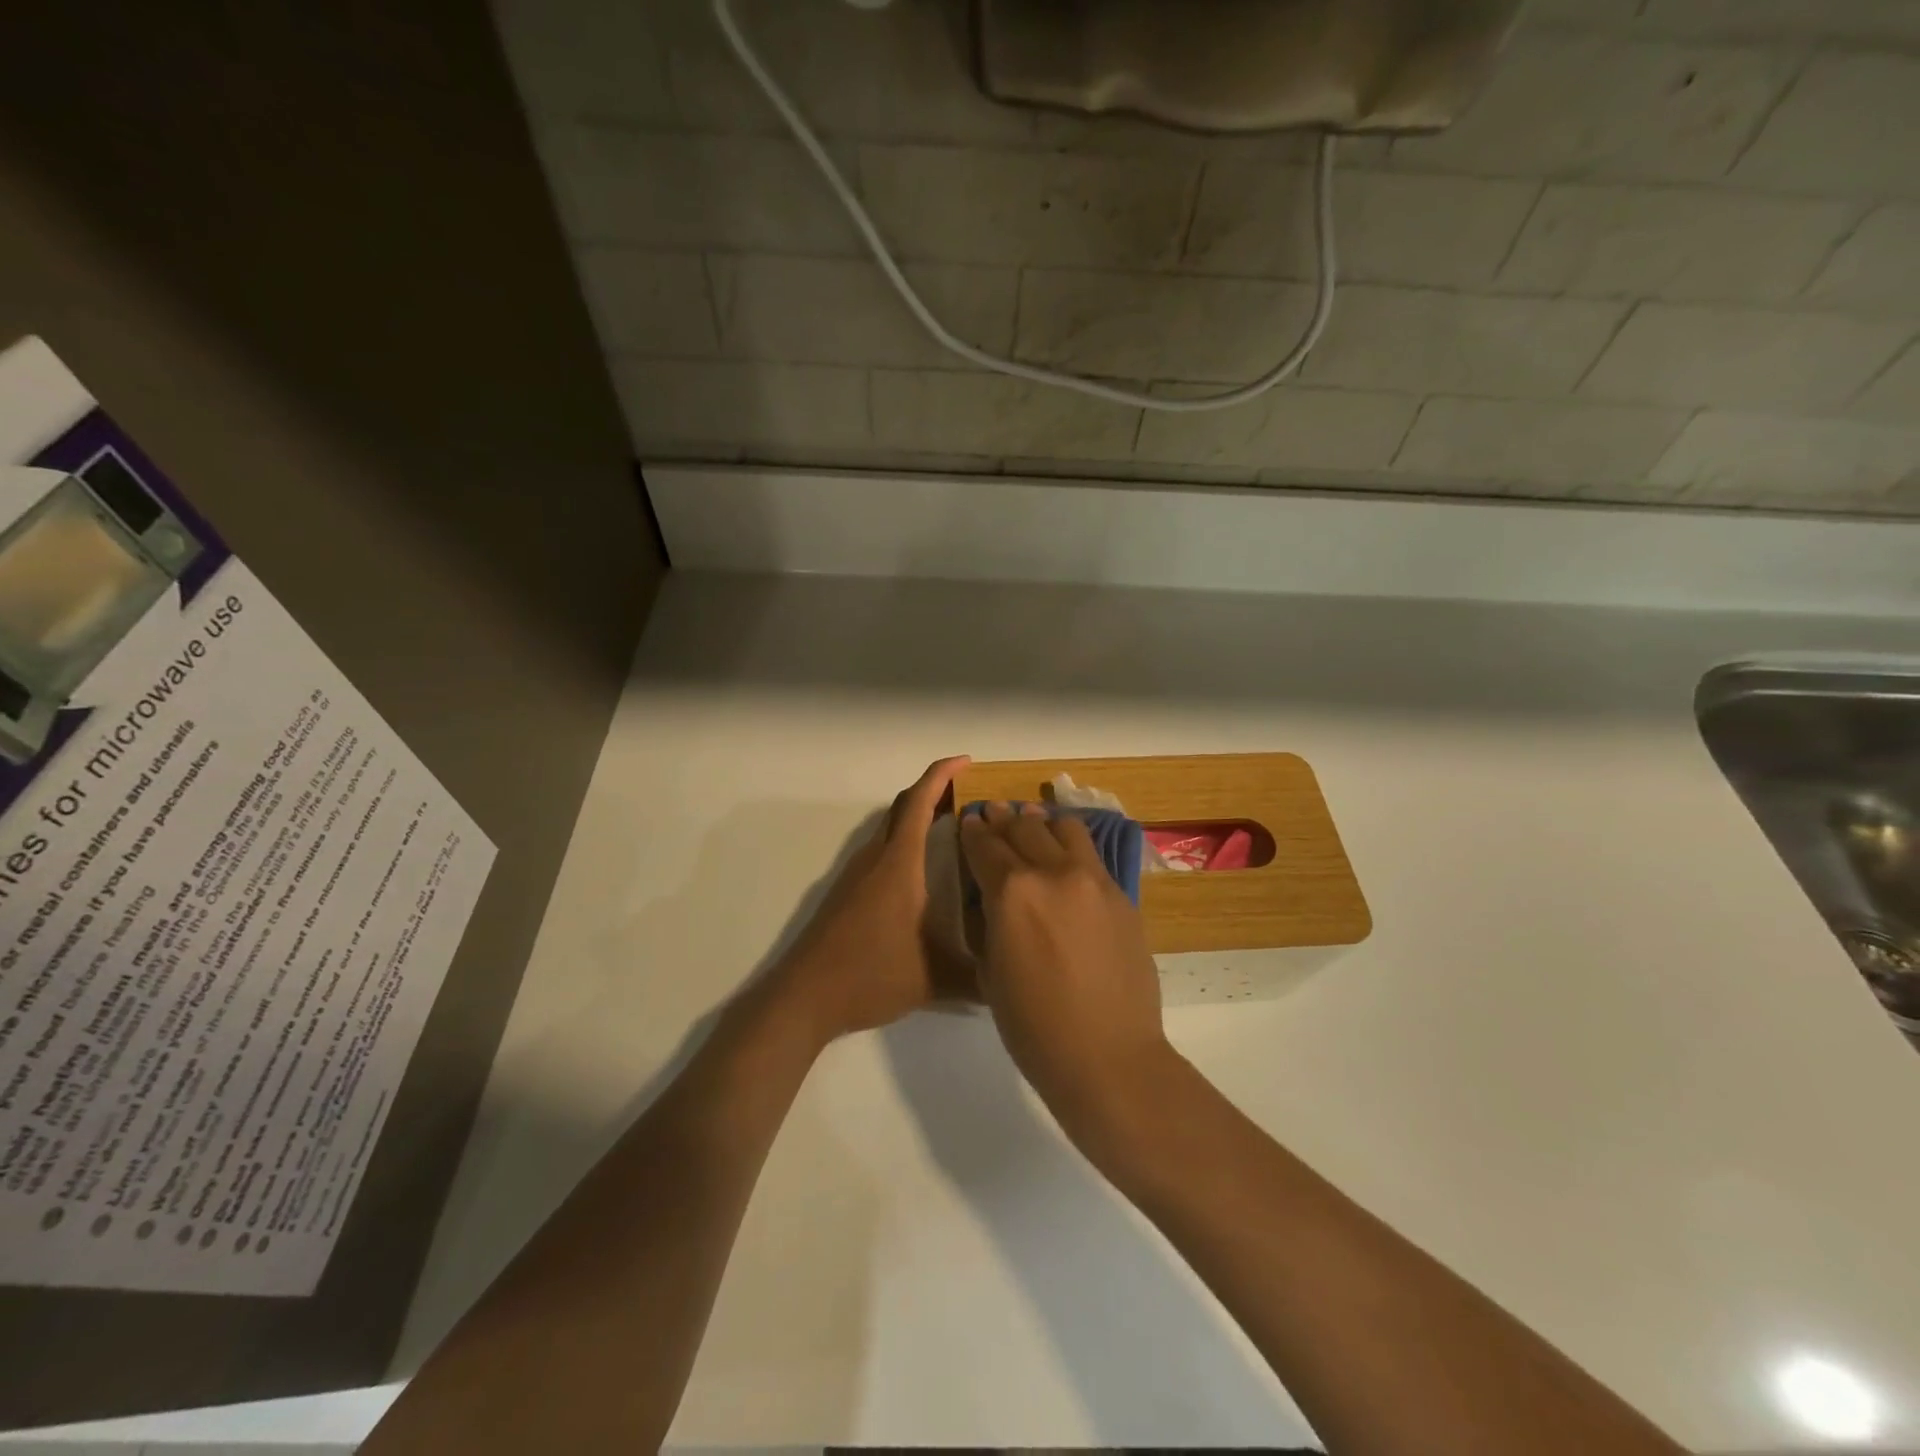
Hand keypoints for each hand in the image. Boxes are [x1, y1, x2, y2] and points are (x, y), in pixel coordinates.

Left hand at [770, 755, 971, 1041]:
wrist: (805, 996)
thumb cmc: (871, 974)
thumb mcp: (935, 978)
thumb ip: (979, 977)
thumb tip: (1012, 978)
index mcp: (900, 863)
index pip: (920, 802)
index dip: (942, 775)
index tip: (967, 762)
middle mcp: (876, 858)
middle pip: (904, 807)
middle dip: (936, 792)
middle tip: (972, 795)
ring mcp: (857, 874)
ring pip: (891, 829)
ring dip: (920, 818)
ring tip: (956, 829)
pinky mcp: (847, 892)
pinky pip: (882, 850)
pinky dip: (906, 842)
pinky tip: (923, 871)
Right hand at [960, 803, 1174, 1126]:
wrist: (1108, 1056)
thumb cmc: (1034, 1027)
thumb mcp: (990, 971)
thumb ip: (989, 922)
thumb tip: (991, 897)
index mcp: (1012, 891)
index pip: (985, 845)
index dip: (972, 832)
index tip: (968, 822)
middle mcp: (1053, 872)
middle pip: (1023, 827)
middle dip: (1003, 819)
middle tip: (994, 814)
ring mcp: (1093, 880)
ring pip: (1064, 829)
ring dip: (1042, 823)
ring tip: (1033, 824)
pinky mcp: (1121, 895)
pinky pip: (1092, 855)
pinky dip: (1071, 846)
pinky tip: (1066, 854)